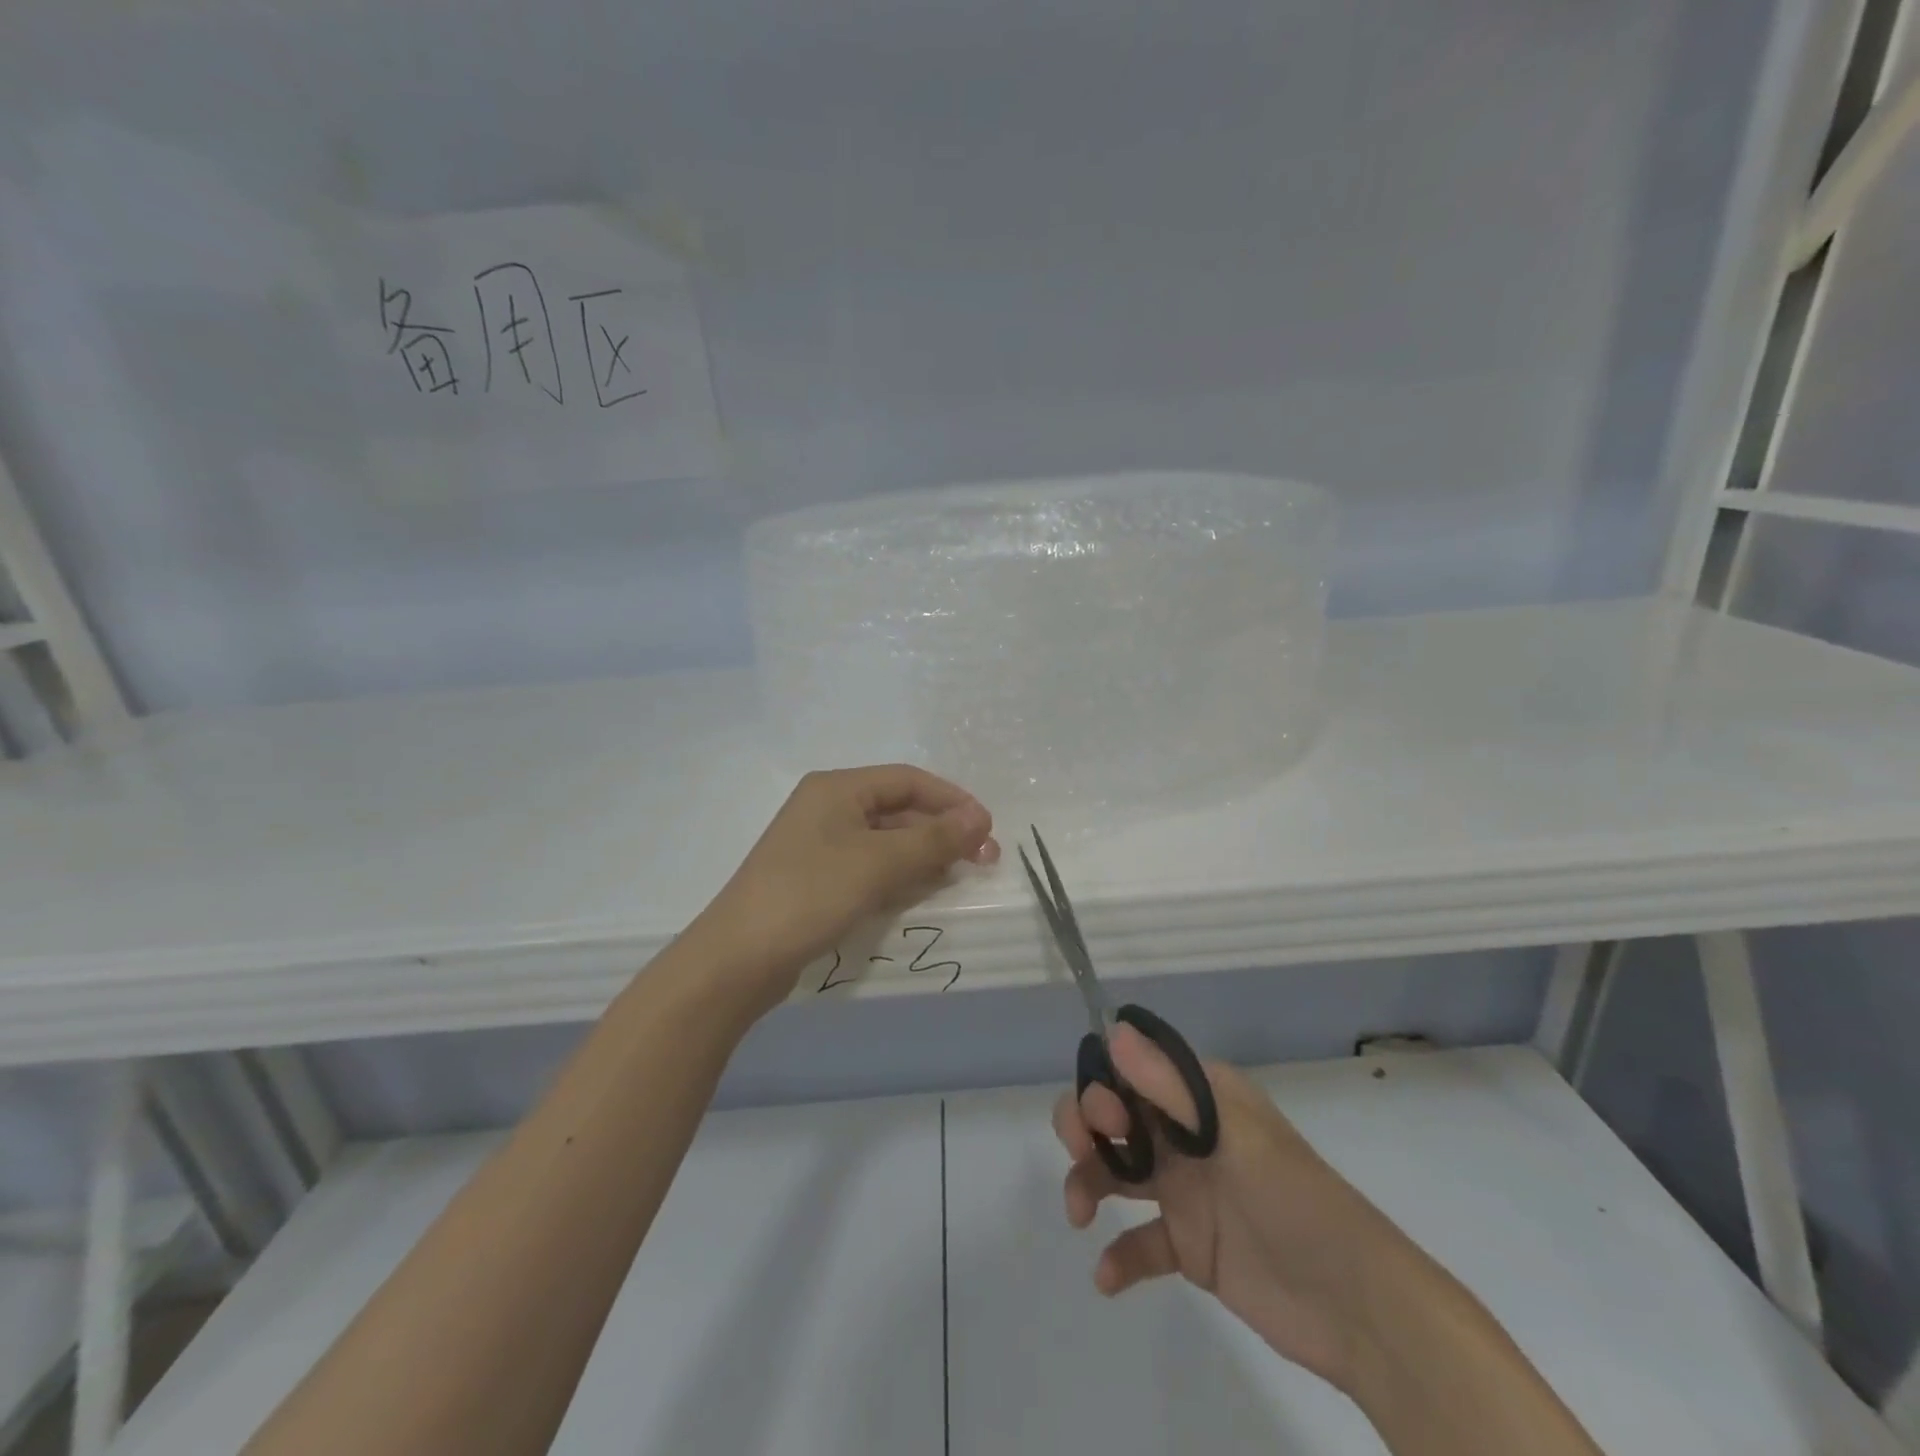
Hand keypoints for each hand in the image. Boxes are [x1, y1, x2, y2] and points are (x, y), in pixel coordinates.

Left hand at [692, 765, 998, 1009]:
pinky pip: (871, 867)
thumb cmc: (810, 894)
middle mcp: (828, 809)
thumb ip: (932, 840)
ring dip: (925, 853)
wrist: (739, 959)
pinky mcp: (819, 880)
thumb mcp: (878, 863)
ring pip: (887, 840)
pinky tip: (924, 890)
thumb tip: (979, 818)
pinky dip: (901, 874)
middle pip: (899, 809)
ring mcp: (821, 846)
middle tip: (983, 857)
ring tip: (961, 875)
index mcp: (837, 788)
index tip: (987, 827)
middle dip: (942, 830)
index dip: (951, 799)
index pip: (908, 780)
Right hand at [1054, 1026, 1423, 1393]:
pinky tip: (1107, 1276)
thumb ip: (1169, 1086)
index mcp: (1199, 1096)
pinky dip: (1118, 1255)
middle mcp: (1185, 1134)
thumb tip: (1112, 1029)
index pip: (1132, 1069)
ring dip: (1088, 1184)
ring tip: (1081, 1217)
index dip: (1104, 1082)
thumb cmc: (1293, 1199)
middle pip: (1115, 1115)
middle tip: (1083, 1154)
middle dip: (1086, 1126)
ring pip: (1116, 1171)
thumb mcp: (1232, 1134)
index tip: (1103, 1115)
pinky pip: (1140, 1241)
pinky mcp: (1189, 1245)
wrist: (1355, 1307)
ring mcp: (1185, 1189)